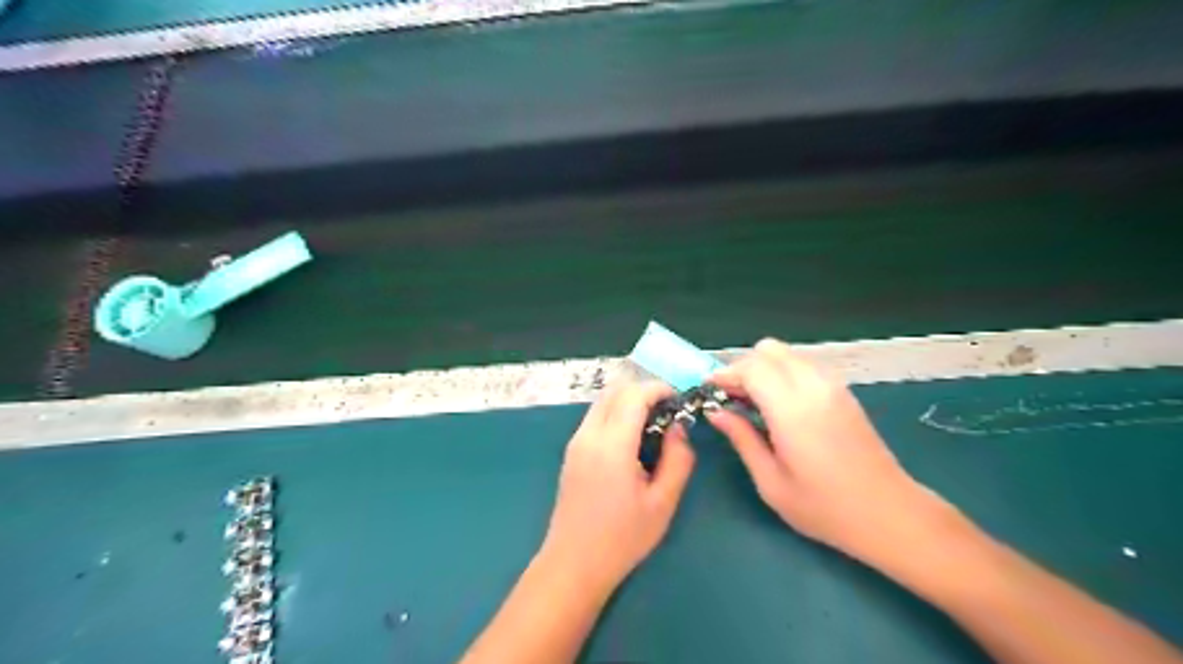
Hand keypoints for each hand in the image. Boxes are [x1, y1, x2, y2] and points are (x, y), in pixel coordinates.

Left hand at [540, 382, 694, 594]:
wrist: (573, 564)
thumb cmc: (622, 538)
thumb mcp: (662, 503)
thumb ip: (678, 459)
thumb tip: (678, 428)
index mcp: (612, 445)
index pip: (634, 395)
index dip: (659, 389)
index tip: (679, 399)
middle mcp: (589, 435)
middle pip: (614, 390)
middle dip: (643, 391)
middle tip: (668, 410)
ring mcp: (576, 442)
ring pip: (602, 401)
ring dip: (628, 401)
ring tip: (653, 423)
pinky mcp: (571, 452)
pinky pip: (595, 417)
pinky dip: (615, 413)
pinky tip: (632, 439)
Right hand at [705, 341, 948, 563]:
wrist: (890, 515)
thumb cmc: (825, 508)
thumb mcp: (771, 482)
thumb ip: (741, 439)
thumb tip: (716, 412)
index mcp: (792, 410)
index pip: (752, 367)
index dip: (726, 374)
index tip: (710, 391)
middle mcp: (814, 387)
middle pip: (769, 350)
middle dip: (743, 367)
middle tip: (732, 397)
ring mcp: (833, 386)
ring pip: (788, 353)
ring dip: (765, 368)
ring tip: (754, 402)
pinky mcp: (844, 392)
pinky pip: (805, 365)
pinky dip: (784, 373)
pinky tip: (781, 405)